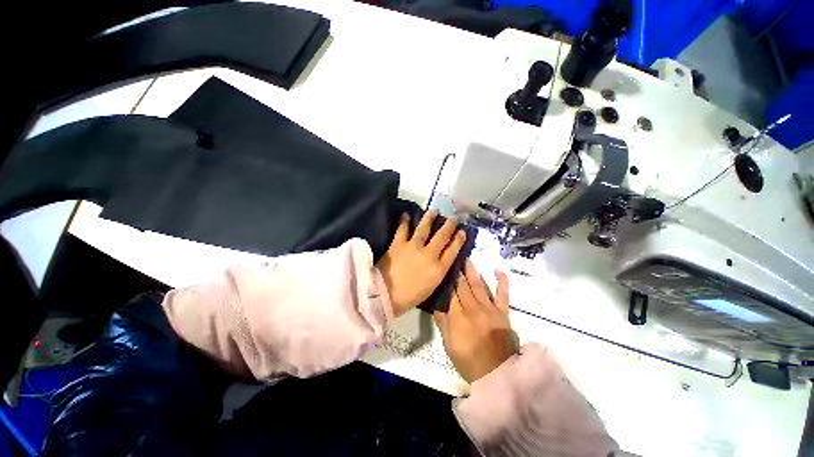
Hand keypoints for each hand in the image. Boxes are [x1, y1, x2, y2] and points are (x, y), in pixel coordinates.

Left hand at [377, 211, 466, 316]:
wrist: (385, 296)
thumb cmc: (410, 297)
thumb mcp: (431, 287)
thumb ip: (438, 271)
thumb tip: (443, 259)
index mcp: (438, 269)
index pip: (453, 251)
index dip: (459, 240)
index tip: (462, 232)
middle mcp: (429, 255)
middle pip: (442, 236)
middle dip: (449, 226)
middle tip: (452, 219)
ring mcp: (413, 247)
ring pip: (424, 228)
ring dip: (430, 218)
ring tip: (434, 211)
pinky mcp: (398, 244)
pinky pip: (403, 229)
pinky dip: (404, 221)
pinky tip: (406, 215)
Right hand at [435, 260, 518, 382]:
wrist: (498, 375)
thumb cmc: (469, 361)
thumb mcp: (449, 345)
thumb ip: (442, 322)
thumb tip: (436, 303)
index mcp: (458, 317)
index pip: (449, 293)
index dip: (445, 280)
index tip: (442, 268)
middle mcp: (473, 309)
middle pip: (462, 286)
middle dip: (457, 271)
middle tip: (453, 257)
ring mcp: (490, 310)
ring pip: (478, 285)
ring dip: (472, 271)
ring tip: (467, 258)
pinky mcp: (503, 313)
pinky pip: (502, 294)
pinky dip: (501, 282)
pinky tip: (497, 270)